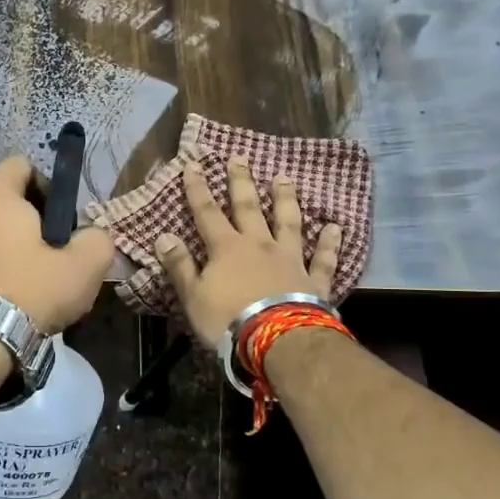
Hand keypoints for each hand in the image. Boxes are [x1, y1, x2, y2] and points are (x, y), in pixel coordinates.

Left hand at [0, 155, 115, 331]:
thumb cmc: (33, 288)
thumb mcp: (84, 264)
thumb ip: (98, 239)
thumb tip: (92, 236)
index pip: (23, 165)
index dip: (48, 186)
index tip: (62, 219)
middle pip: (7, 196)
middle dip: (32, 215)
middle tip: (54, 247)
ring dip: (13, 239)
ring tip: (35, 271)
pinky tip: (14, 286)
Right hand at [153, 158, 342, 348]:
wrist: (277, 340)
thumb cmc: (227, 320)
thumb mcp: (193, 296)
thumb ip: (180, 265)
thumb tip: (163, 236)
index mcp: (226, 248)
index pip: (207, 212)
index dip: (198, 189)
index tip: (194, 164)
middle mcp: (259, 245)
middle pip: (249, 207)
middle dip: (241, 182)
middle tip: (240, 157)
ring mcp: (290, 259)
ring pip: (289, 222)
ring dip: (286, 199)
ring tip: (284, 178)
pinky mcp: (314, 280)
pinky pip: (323, 258)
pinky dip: (330, 243)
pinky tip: (336, 227)